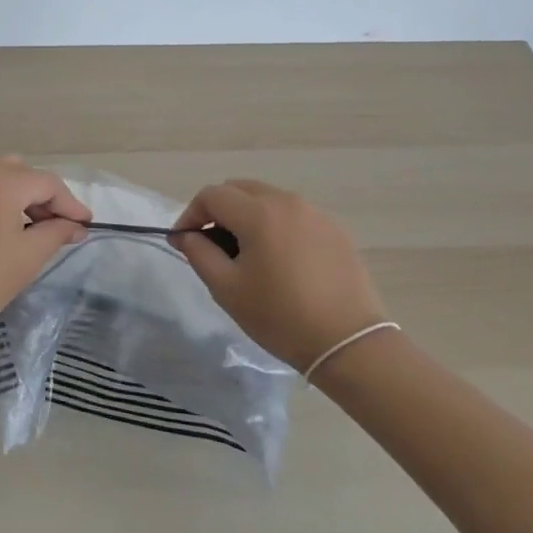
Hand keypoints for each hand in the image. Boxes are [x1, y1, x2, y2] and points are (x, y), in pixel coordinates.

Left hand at [0, 157, 91, 354]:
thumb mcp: (27, 258)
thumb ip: (56, 233)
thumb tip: (75, 226)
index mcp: (0, 182)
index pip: (47, 184)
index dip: (70, 204)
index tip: (85, 225)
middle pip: (22, 174)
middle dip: (44, 197)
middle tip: (57, 227)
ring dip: (18, 198)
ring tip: (29, 230)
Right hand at [168, 179, 392, 372]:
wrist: (348, 342)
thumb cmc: (280, 317)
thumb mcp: (227, 289)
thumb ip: (199, 253)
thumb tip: (186, 236)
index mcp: (259, 213)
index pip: (212, 195)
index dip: (190, 215)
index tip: (184, 242)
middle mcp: (288, 201)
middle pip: (240, 189)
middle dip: (218, 211)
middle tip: (211, 245)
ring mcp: (315, 213)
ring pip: (268, 200)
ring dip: (247, 216)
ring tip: (245, 253)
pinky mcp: (335, 229)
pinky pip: (293, 215)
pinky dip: (275, 225)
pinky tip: (278, 260)